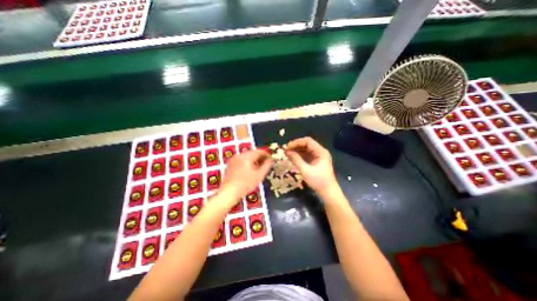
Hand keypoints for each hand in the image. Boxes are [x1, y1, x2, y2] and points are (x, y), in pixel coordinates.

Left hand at [221, 150, 273, 204]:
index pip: (259, 151)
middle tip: (266, 164)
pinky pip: (242, 159)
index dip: (266, 155)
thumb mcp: (259, 176)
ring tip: (259, 168)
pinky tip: (250, 170)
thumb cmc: (245, 184)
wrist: (228, 192)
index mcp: (246, 157)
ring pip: (247, 156)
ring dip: (254, 160)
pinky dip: (248, 162)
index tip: (271, 160)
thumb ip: (266, 166)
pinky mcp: (231, 163)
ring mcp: (234, 159)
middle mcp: (239, 155)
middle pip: (253, 152)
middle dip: (260, 157)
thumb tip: (270, 160)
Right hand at [282, 136, 336, 193]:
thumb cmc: (319, 182)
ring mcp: (318, 157)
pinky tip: (293, 157)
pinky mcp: (316, 161)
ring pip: (306, 149)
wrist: (328, 193)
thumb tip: (286, 152)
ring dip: (297, 150)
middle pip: (307, 144)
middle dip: (296, 146)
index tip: (287, 147)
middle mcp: (320, 152)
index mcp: (321, 152)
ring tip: (287, 153)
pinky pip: (306, 155)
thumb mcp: (306, 171)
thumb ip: (296, 160)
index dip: (297, 142)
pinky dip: (299, 155)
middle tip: (286, 150)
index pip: (308, 141)